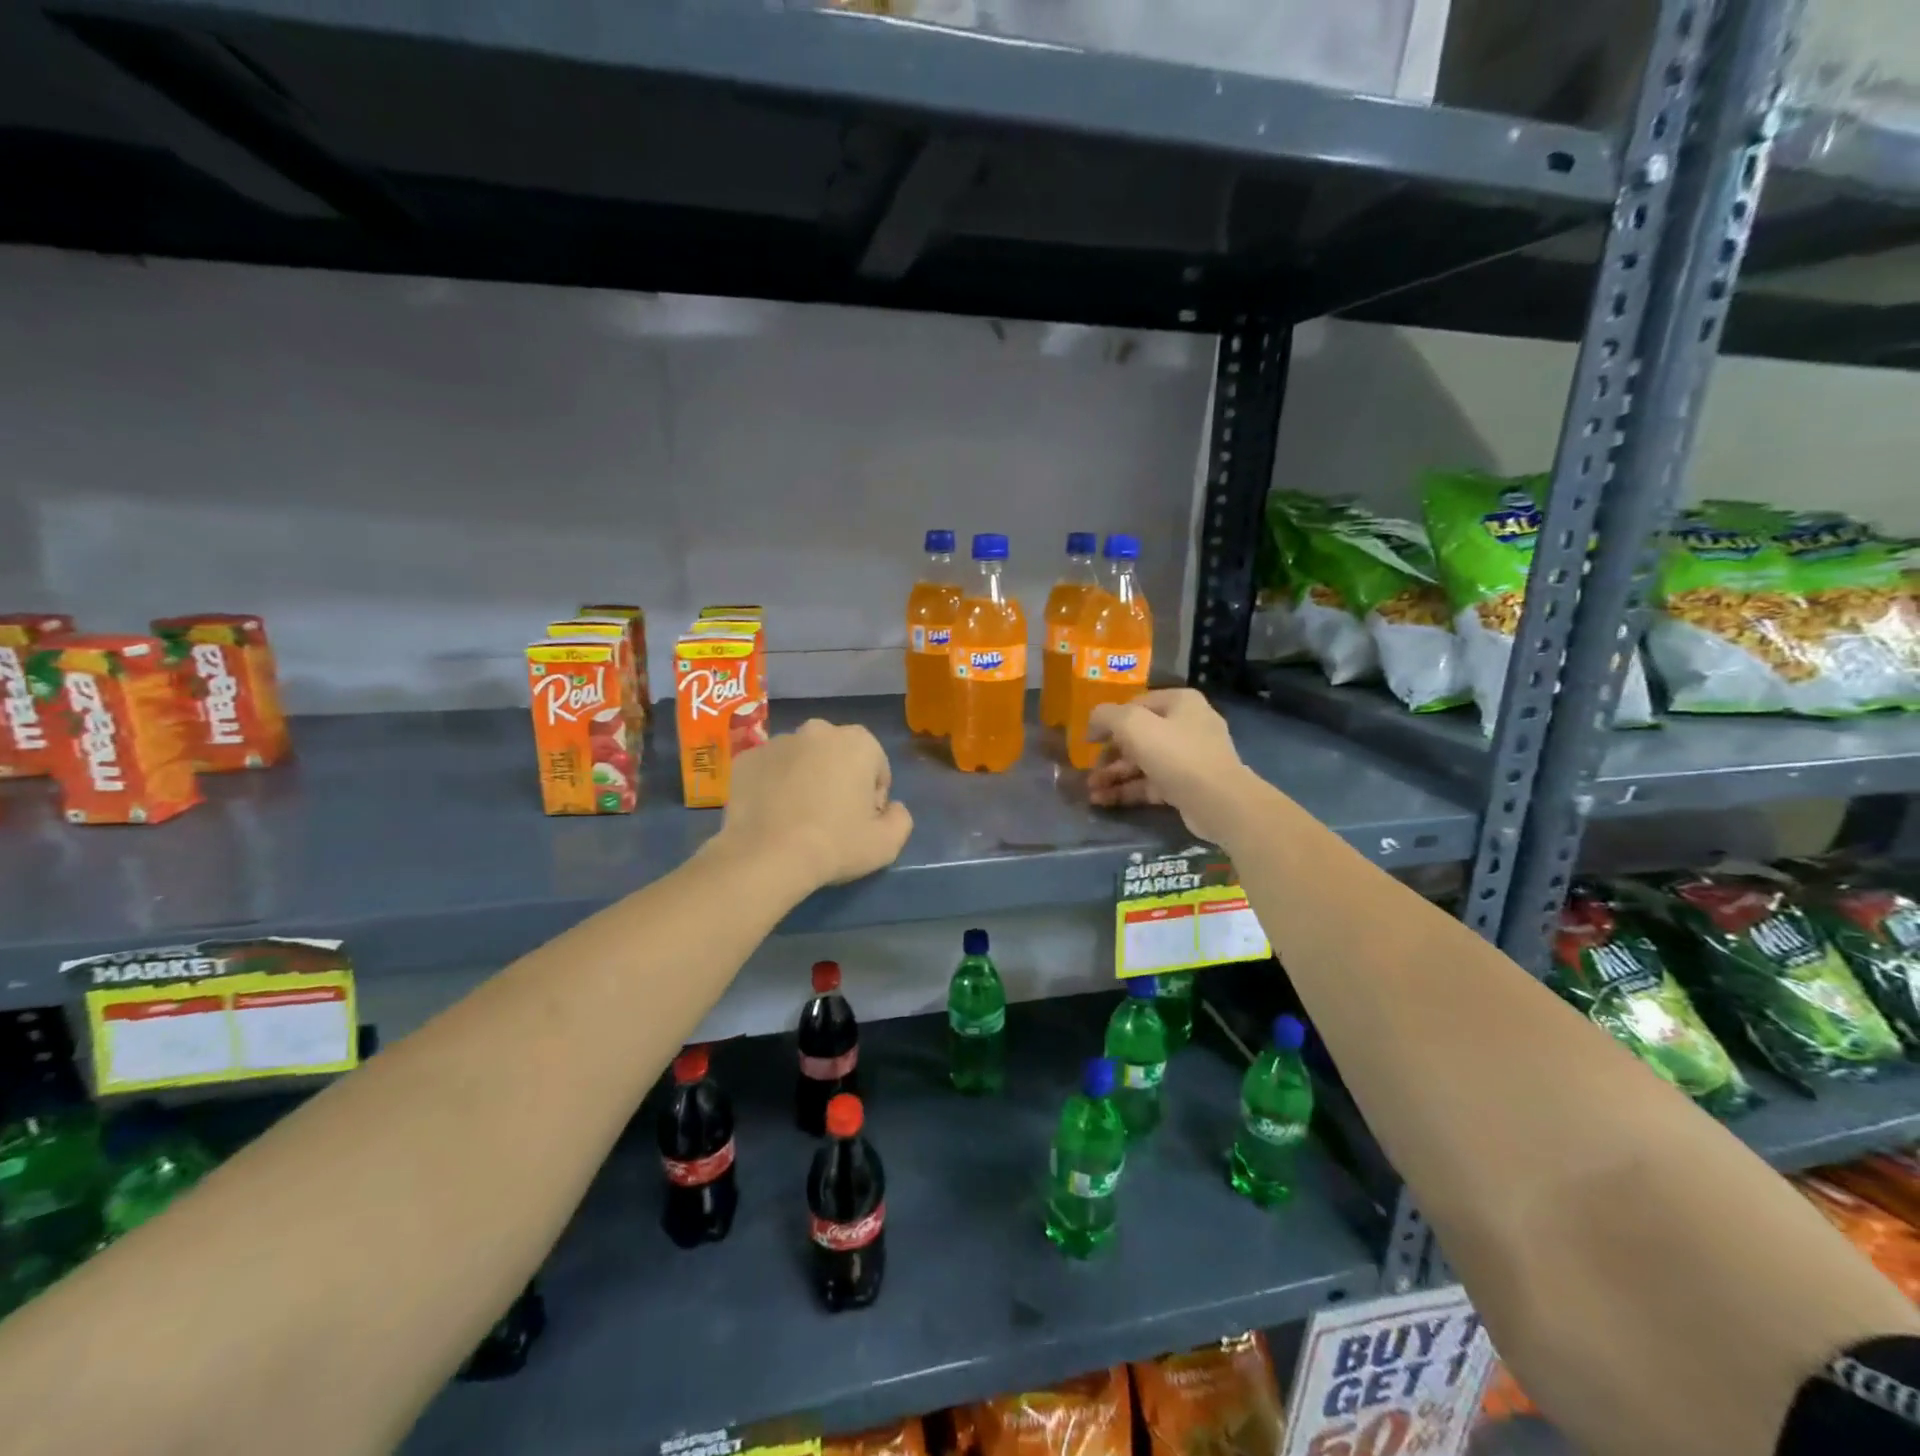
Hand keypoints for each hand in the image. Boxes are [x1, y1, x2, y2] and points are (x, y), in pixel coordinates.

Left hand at [714, 718, 913, 889]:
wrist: (766, 857)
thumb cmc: (835, 845)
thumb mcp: (887, 843)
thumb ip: (901, 818)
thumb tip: (892, 808)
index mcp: (858, 741)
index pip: (876, 767)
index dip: (872, 797)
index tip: (860, 822)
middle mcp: (818, 730)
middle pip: (838, 756)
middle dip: (838, 779)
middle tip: (830, 819)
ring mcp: (777, 741)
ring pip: (801, 759)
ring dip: (804, 779)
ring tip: (797, 819)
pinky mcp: (745, 758)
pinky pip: (769, 770)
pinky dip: (772, 785)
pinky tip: (772, 815)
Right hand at [1086, 688, 1250, 844]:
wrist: (1219, 802)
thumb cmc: (1176, 755)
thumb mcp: (1134, 726)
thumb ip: (1107, 716)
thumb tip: (1093, 721)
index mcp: (1179, 702)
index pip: (1135, 705)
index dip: (1108, 721)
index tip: (1087, 740)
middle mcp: (1187, 725)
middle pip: (1138, 736)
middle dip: (1109, 755)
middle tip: (1087, 771)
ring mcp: (1189, 757)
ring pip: (1142, 762)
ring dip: (1114, 775)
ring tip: (1090, 791)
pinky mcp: (1187, 785)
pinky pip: (1151, 783)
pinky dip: (1128, 790)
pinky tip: (1103, 801)